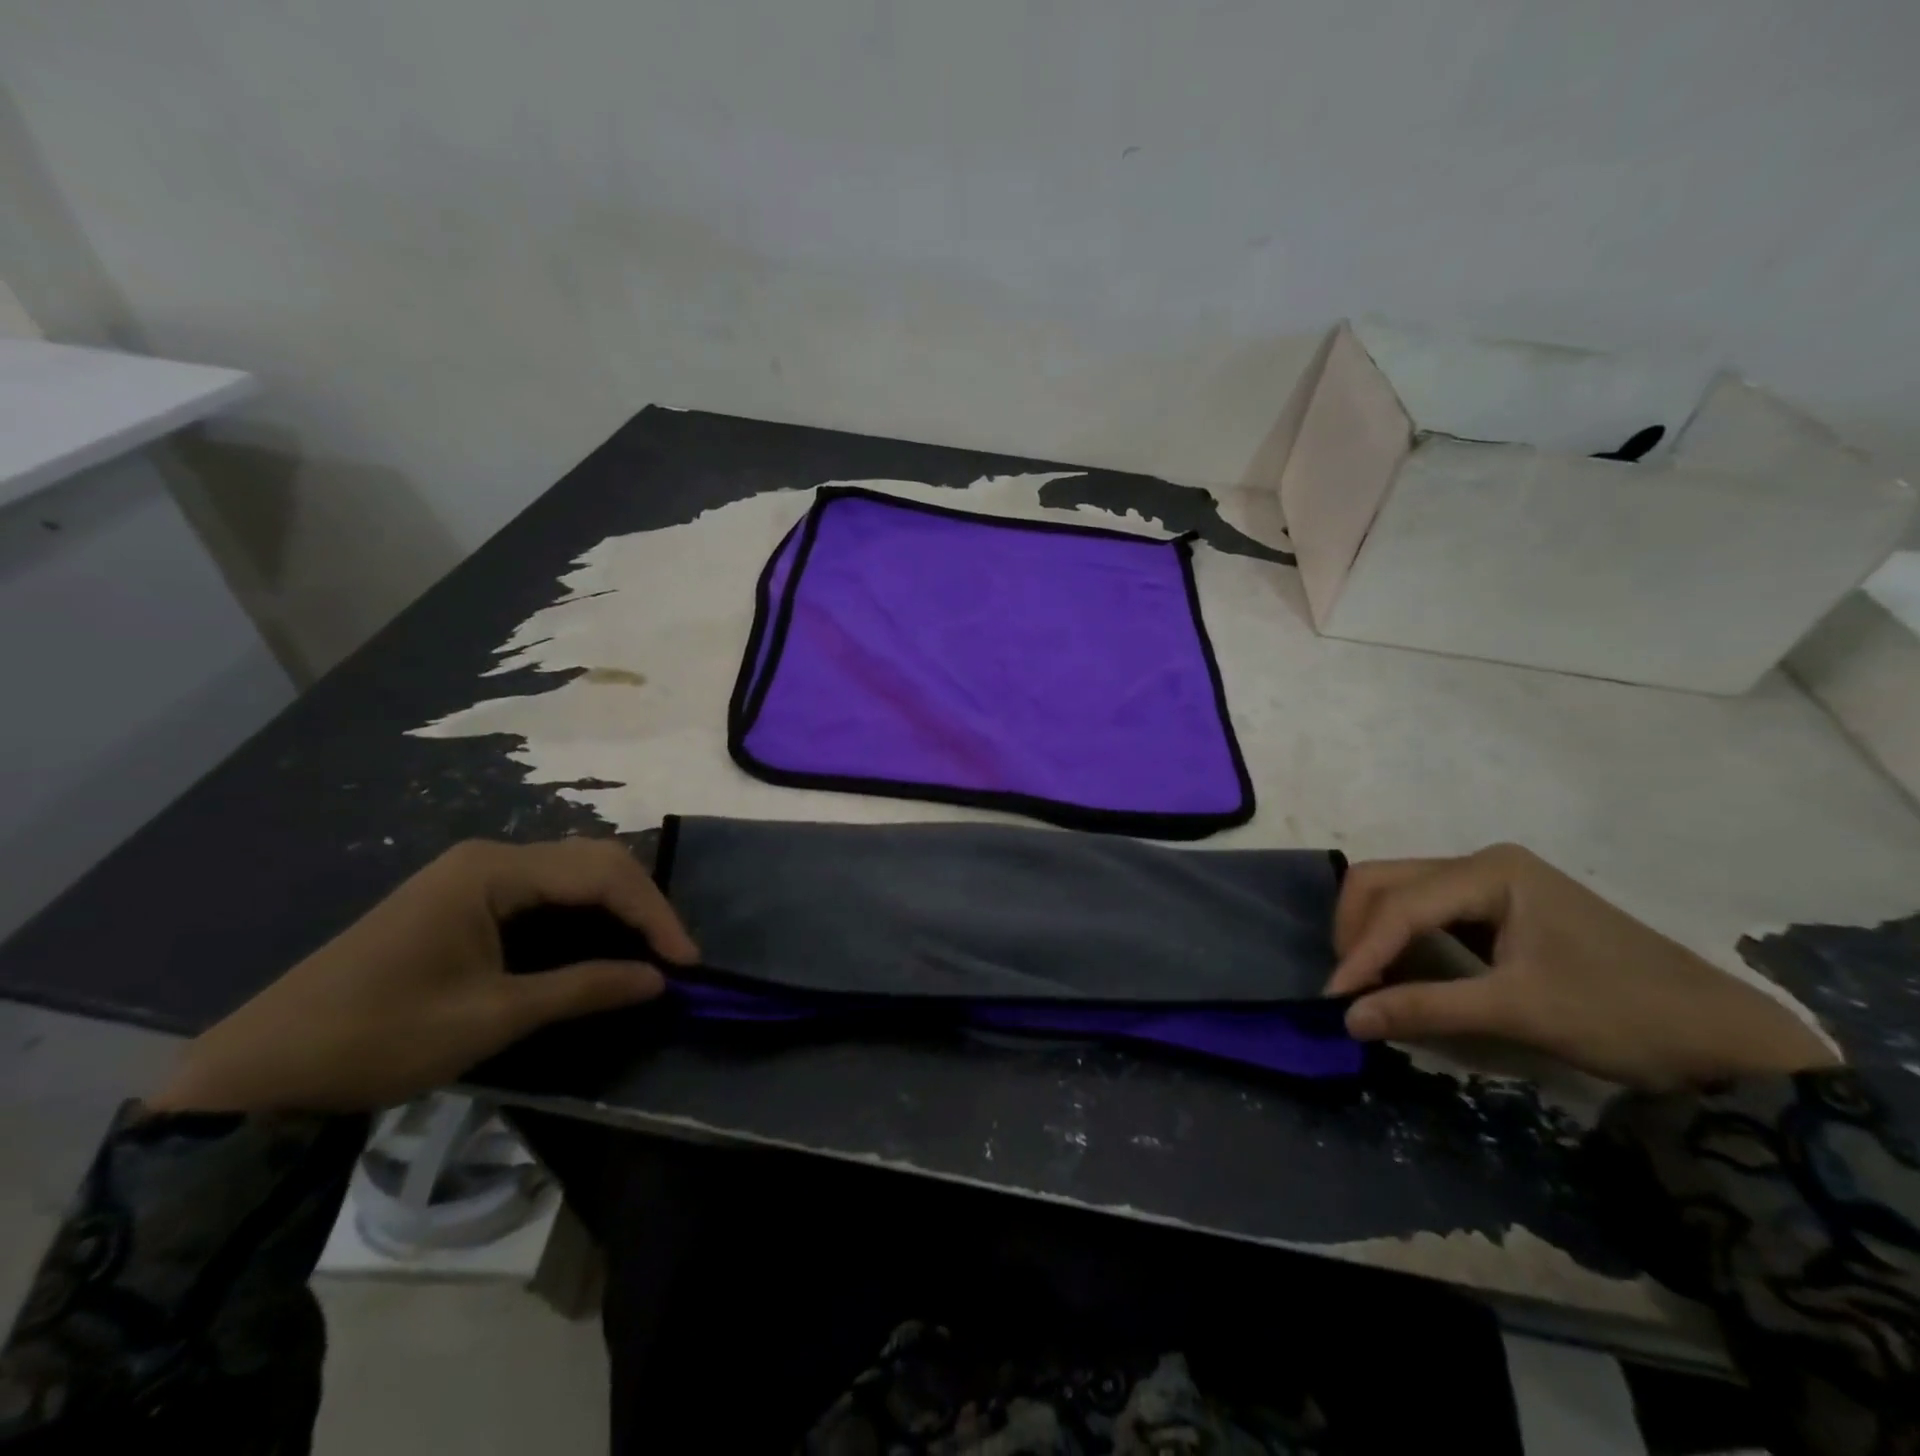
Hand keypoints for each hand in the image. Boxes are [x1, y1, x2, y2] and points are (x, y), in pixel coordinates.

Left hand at [148, 838, 698, 1114]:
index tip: (686, 962)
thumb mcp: (492, 1016)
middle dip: (642, 905)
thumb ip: (584, 988)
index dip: (653, 914)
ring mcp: (475, 876)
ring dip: (618, 909)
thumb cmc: (379, 1036)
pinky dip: (585, 918)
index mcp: (493, 870)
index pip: (602, 873)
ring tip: (649, 952)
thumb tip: (659, 980)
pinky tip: (602, 946)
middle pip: (593, 862)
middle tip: (673, 956)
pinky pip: (547, 895)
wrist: (263, 1071)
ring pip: (574, 875)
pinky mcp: (466, 901)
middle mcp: (490, 858)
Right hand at [1325, 844, 1838, 1091]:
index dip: (1362, 950)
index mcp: (1492, 871)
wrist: (1726, 1040)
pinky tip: (1394, 972)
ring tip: (1363, 982)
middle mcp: (1482, 864)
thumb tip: (1346, 1020)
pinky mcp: (1495, 909)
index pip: (1402, 904)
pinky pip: (1423, 911)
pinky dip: (1398, 939)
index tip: (1335, 998)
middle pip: (1386, 882)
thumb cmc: (1623, 1014)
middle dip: (1356, 930)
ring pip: (1398, 892)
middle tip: (1347, 986)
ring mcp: (1489, 883)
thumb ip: (1425, 1008)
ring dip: (1371, 933)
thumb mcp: (1518, 1011)